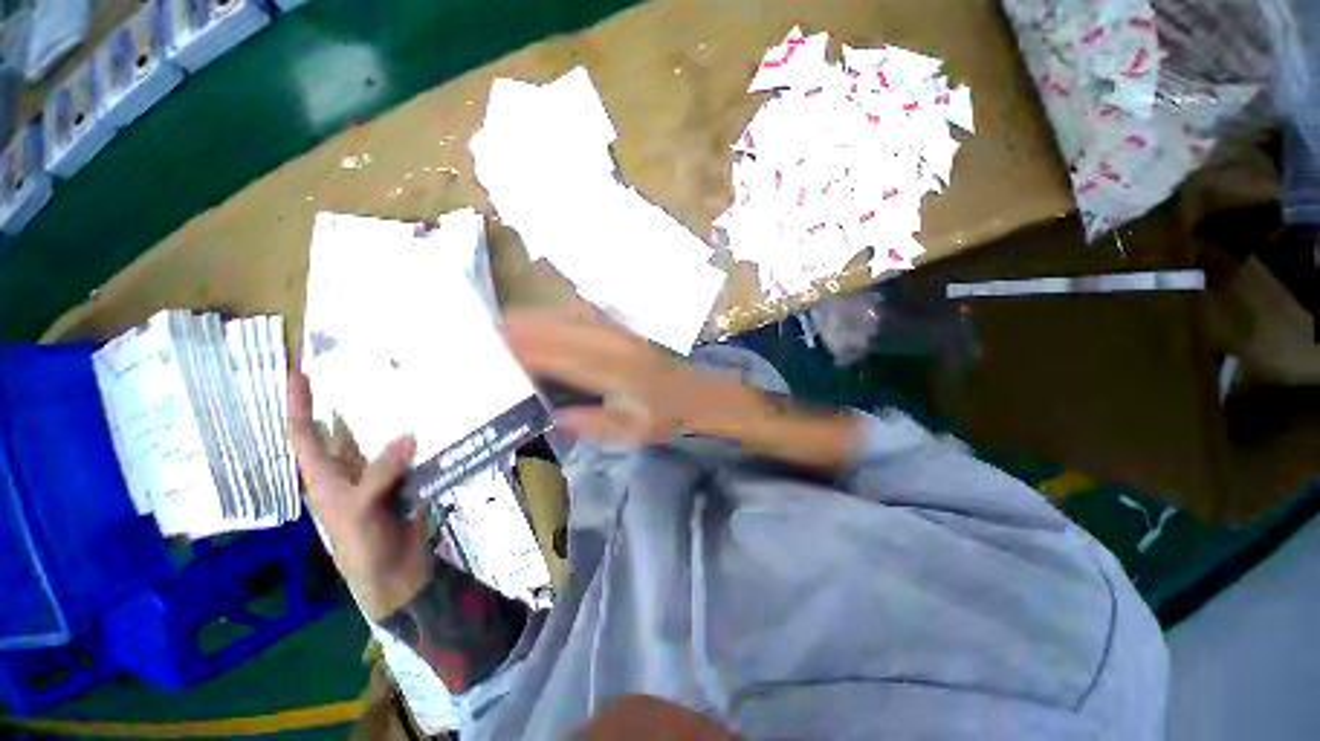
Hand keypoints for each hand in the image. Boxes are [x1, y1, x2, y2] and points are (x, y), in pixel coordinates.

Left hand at [287, 372, 430, 618]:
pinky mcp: (406, 479)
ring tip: (407, 388)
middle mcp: (350, 468)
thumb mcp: (361, 511)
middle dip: (350, 400)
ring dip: (392, 417)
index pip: (304, 434)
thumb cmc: (363, 546)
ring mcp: (379, 473)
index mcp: (325, 476)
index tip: (298, 371)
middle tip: (368, 369)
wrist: (395, 573)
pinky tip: (437, 422)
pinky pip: (413, 452)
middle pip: (345, 429)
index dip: (298, 403)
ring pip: (382, 438)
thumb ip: (380, 473)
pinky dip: (422, 437)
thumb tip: (409, 434)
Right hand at [506, 309, 865, 468]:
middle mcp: (606, 339)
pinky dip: (548, 322)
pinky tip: (536, 332)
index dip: (511, 352)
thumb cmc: (665, 415)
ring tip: (498, 338)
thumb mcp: (626, 430)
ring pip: (558, 315)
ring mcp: (612, 328)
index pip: (547, 352)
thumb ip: (584, 423)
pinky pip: (573, 316)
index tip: (481, 355)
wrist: (697, 392)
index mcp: (607, 366)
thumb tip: (545, 414)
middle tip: (478, 345)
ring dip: (527, 323)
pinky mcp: (616, 328)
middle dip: (509, 331)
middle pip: (546, 325)